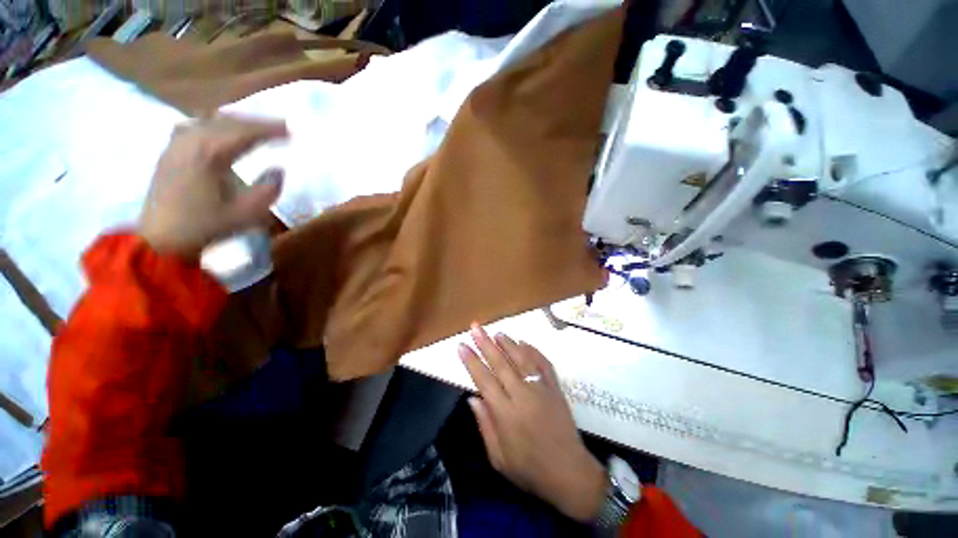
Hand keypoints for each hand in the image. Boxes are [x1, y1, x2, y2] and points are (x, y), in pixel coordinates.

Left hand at [138, 115, 288, 258]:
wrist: (161, 239)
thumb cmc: (205, 226)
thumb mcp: (247, 214)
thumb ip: (268, 190)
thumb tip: (278, 170)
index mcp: (209, 154)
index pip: (244, 132)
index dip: (269, 129)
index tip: (290, 130)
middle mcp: (191, 141)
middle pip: (226, 121)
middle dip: (255, 121)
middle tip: (278, 127)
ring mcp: (177, 145)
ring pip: (208, 120)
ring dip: (234, 121)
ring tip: (253, 127)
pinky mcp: (170, 152)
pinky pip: (194, 126)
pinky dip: (213, 124)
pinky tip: (219, 131)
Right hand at [459, 324, 606, 521]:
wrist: (569, 472)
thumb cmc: (530, 469)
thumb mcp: (499, 458)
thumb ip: (484, 425)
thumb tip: (472, 398)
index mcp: (506, 413)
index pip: (483, 379)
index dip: (471, 361)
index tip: (461, 346)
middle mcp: (523, 395)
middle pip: (500, 363)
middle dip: (485, 343)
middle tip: (475, 328)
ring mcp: (541, 389)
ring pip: (521, 358)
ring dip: (508, 343)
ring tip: (496, 332)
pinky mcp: (555, 388)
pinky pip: (543, 363)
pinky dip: (533, 350)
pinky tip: (524, 342)